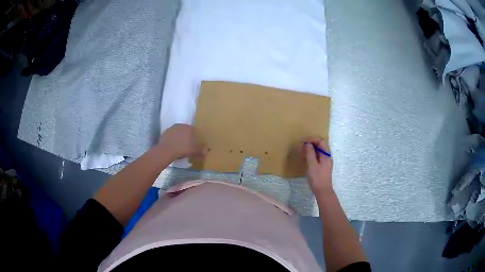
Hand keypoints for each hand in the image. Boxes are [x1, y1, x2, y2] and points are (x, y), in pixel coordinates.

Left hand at [157, 124, 205, 159]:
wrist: (166, 151)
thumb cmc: (182, 149)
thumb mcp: (194, 151)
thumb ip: (201, 149)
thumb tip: (207, 149)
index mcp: (188, 127)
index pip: (194, 130)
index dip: (195, 137)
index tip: (195, 143)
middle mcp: (180, 125)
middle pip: (186, 131)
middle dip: (187, 137)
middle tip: (188, 145)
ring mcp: (171, 128)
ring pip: (178, 133)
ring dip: (180, 138)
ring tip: (180, 146)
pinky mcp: (164, 133)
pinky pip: (171, 136)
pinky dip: (173, 140)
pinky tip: (174, 147)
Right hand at [301, 137, 332, 194]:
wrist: (323, 191)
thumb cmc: (317, 178)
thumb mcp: (312, 165)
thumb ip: (310, 153)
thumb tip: (308, 144)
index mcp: (326, 155)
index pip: (321, 141)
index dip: (312, 140)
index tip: (303, 142)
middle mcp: (327, 157)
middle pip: (320, 146)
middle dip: (311, 144)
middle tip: (301, 147)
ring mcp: (325, 162)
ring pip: (318, 152)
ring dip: (310, 150)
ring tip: (302, 153)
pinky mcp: (323, 167)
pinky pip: (317, 157)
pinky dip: (311, 156)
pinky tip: (305, 159)